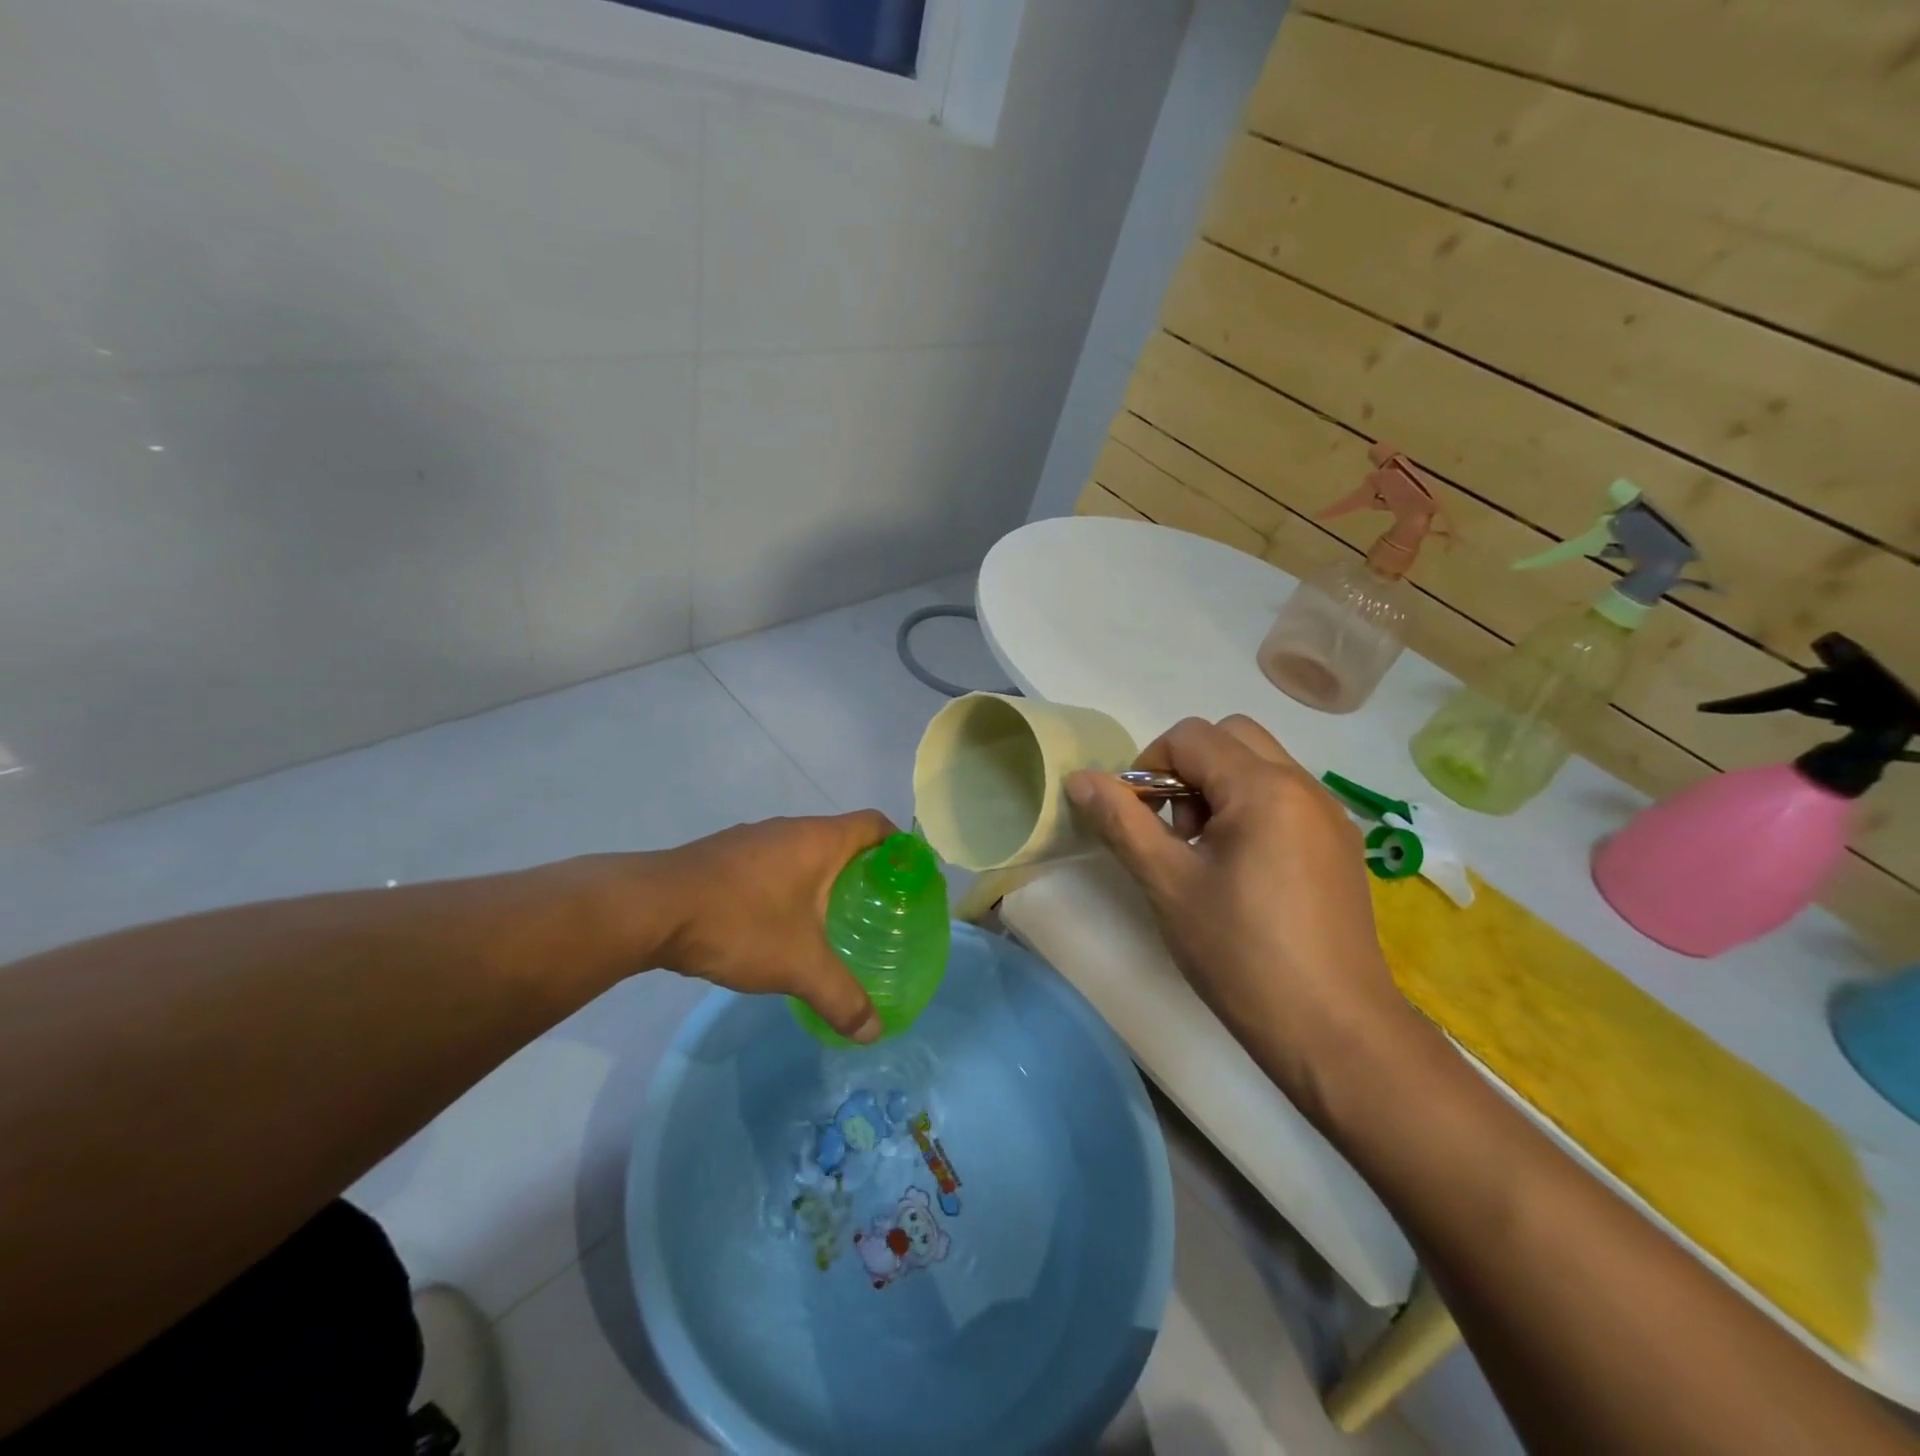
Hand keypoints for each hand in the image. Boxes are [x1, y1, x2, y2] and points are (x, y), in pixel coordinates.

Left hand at [646, 811, 894, 1043]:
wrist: (650, 910)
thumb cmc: (740, 923)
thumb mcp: (798, 966)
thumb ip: (840, 997)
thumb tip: (874, 1032)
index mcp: (819, 840)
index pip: (876, 824)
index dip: (899, 846)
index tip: (909, 879)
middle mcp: (790, 829)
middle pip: (842, 838)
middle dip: (863, 871)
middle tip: (876, 910)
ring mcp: (753, 839)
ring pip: (804, 852)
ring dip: (822, 878)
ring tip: (833, 919)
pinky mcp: (724, 856)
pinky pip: (773, 863)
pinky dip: (788, 885)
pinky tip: (780, 923)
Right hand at [1065, 716, 1409, 1104]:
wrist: (1334, 1033)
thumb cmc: (1241, 954)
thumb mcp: (1168, 884)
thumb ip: (1121, 822)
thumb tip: (1080, 778)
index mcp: (1264, 787)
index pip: (1191, 736)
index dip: (1149, 766)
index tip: (1138, 821)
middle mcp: (1304, 786)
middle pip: (1231, 737)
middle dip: (1187, 769)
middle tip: (1175, 831)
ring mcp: (1329, 816)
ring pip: (1260, 766)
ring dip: (1219, 789)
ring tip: (1205, 857)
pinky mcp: (1340, 847)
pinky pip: (1285, 799)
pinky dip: (1251, 811)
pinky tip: (1243, 874)